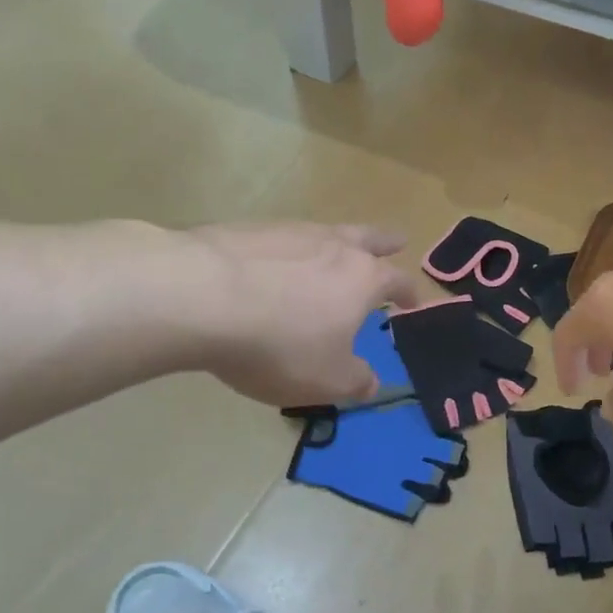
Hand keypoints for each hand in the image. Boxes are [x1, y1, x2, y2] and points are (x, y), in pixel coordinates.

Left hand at [191, 222, 422, 406]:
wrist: (199, 297)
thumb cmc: (278, 344)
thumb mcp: (326, 380)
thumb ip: (356, 382)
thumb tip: (372, 382)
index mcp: (362, 279)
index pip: (398, 281)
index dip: (410, 293)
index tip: (414, 303)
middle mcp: (333, 246)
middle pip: (368, 238)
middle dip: (384, 243)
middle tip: (396, 240)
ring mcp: (289, 232)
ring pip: (324, 233)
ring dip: (334, 243)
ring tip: (331, 254)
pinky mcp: (247, 230)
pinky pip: (280, 240)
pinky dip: (287, 251)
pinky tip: (272, 265)